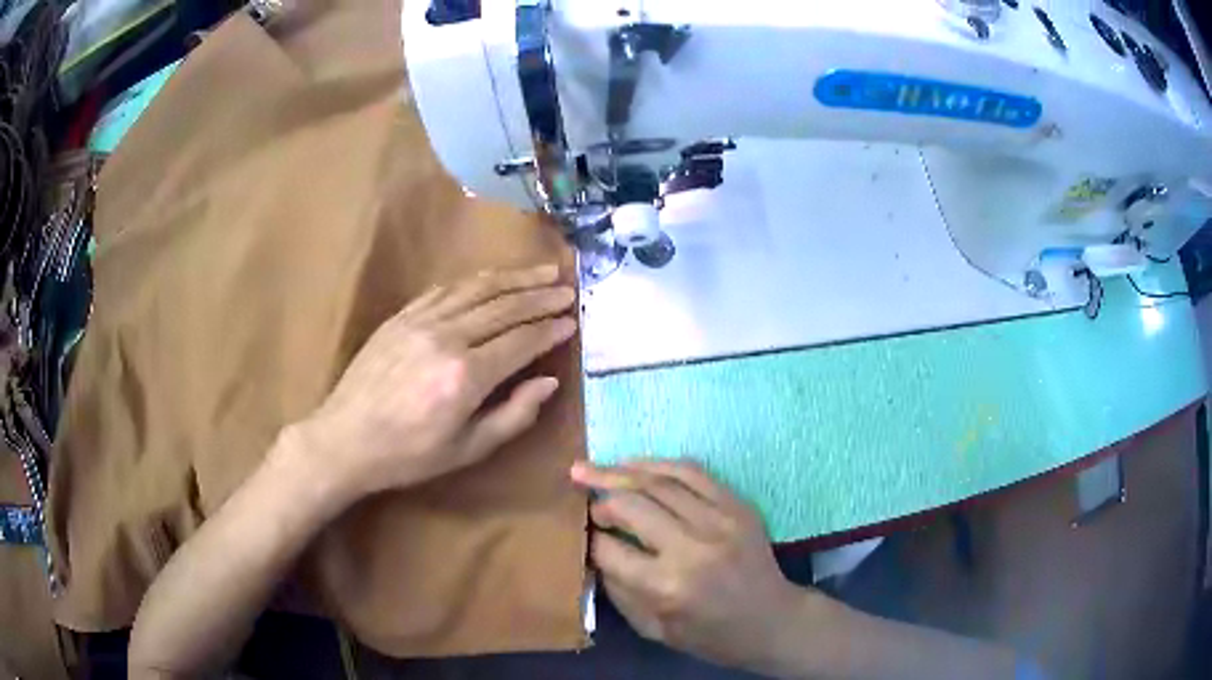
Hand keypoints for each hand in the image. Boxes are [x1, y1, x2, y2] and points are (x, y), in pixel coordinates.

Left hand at [288, 264, 576, 506]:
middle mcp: (447, 338)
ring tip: (542, 271)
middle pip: (504, 307)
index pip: (521, 342)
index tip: (573, 321)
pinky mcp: (402, 316)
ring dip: (513, 278)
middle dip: (540, 296)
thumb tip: (549, 382)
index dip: (550, 330)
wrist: (345, 439)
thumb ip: (514, 415)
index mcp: (466, 376)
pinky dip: (474, 281)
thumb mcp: (467, 450)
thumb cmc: (409, 455)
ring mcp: (421, 321)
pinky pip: (445, 289)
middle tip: (567, 287)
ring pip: (477, 289)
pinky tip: (491, 278)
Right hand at [572, 460, 808, 672]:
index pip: (609, 549)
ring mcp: (719, 520)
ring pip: (659, 481)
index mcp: (666, 587)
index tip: (580, 531)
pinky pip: (692, 471)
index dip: (588, 537)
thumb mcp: (653, 629)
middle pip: (630, 505)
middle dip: (599, 498)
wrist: (771, 619)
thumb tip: (595, 549)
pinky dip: (658, 464)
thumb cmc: (709, 635)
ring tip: (591, 467)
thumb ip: (618, 589)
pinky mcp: (738, 505)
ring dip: (619, 471)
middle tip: (581, 495)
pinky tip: (634, 464)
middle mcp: (691, 548)